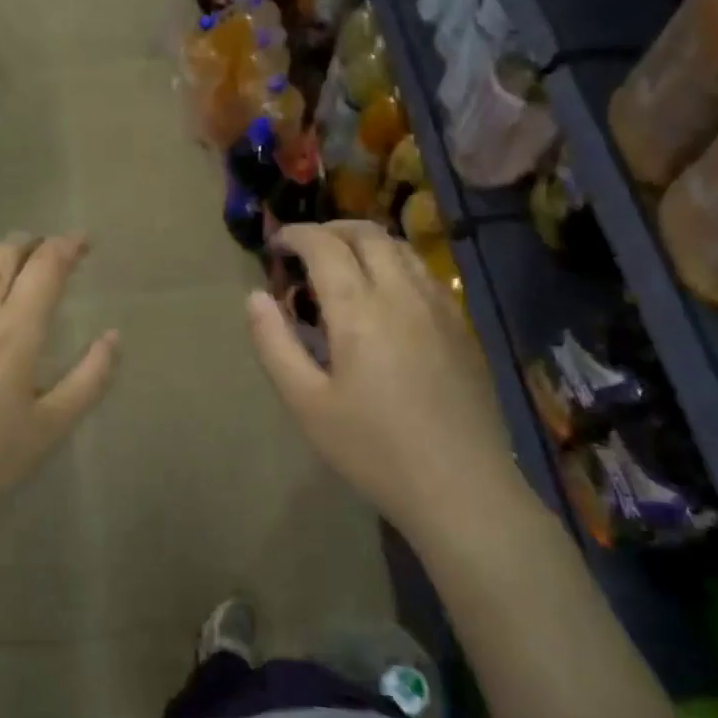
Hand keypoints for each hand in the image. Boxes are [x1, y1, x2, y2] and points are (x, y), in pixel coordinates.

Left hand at [0, 233, 118, 539]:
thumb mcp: (52, 427)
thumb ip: (90, 378)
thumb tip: (114, 336)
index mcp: (16, 331)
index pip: (46, 266)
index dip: (67, 246)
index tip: (82, 241)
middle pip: (4, 253)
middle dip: (30, 244)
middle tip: (45, 252)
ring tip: (3, 265)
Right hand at [246, 221, 527, 536]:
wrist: (461, 488)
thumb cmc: (373, 449)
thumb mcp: (306, 403)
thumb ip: (274, 344)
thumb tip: (255, 297)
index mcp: (360, 310)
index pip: (325, 246)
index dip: (296, 235)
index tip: (276, 245)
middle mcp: (403, 294)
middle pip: (368, 234)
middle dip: (330, 229)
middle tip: (304, 249)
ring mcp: (441, 307)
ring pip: (402, 248)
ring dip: (365, 242)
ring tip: (342, 265)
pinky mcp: (462, 327)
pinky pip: (425, 273)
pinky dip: (395, 263)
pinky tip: (385, 296)